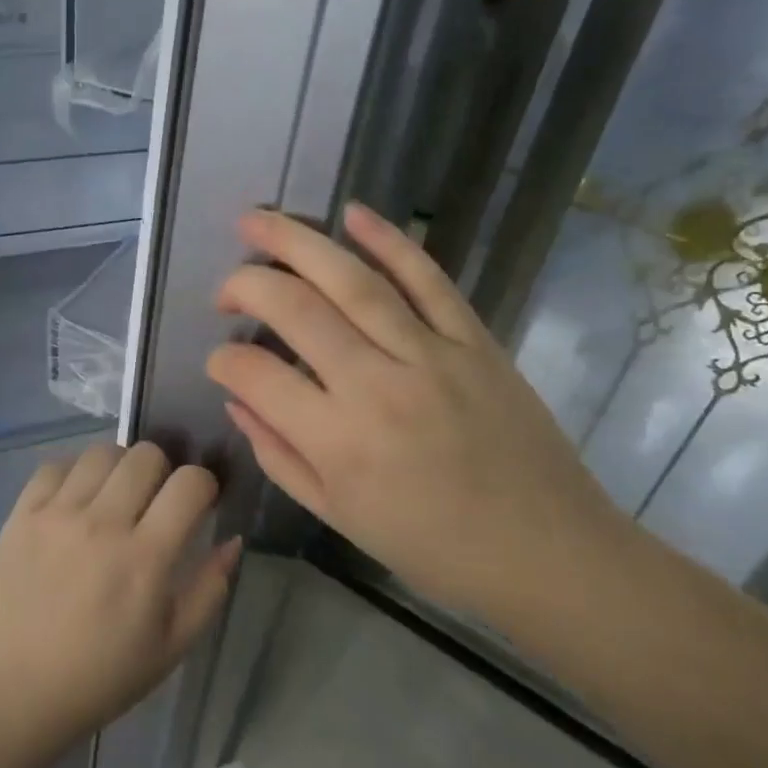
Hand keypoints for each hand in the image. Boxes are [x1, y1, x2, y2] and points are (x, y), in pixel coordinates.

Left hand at [0, 443, 238, 759]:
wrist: (8, 693)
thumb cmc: (97, 679)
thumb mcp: (170, 649)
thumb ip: (209, 590)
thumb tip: (232, 541)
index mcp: (145, 558)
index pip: (189, 483)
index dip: (204, 485)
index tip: (198, 503)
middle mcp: (102, 523)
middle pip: (146, 456)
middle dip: (163, 470)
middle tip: (155, 501)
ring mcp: (57, 514)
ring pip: (101, 452)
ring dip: (119, 467)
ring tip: (114, 496)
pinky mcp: (21, 515)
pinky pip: (54, 466)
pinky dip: (73, 474)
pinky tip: (74, 501)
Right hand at [205, 204, 634, 613]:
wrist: (548, 553)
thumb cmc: (431, 547)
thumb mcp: (338, 515)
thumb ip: (278, 454)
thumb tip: (237, 400)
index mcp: (338, 441)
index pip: (255, 375)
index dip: (223, 360)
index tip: (219, 361)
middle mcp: (377, 385)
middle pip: (296, 309)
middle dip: (245, 284)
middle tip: (224, 287)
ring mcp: (431, 355)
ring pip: (353, 281)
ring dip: (298, 242)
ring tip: (256, 220)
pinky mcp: (475, 340)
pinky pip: (429, 279)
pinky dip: (391, 241)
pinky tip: (353, 214)